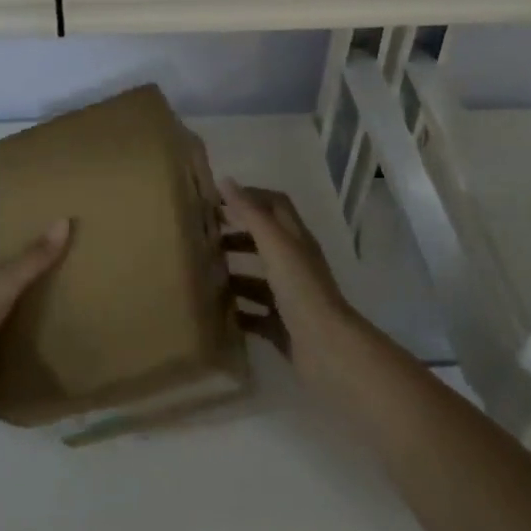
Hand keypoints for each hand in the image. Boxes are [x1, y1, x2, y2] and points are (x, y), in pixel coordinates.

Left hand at [0, 220, 72, 423]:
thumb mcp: (2, 284)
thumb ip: (32, 258)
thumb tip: (64, 221)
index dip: (15, 239)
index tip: (46, 231)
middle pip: (11, 281)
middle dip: (36, 274)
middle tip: (74, 264)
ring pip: (18, 314)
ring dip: (41, 310)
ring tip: (80, 298)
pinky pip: (22, 347)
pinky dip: (40, 344)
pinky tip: (67, 338)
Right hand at [221, 180, 359, 386]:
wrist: (327, 350)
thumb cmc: (301, 290)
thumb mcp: (275, 245)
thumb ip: (251, 214)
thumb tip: (226, 181)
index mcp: (296, 240)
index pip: (275, 205)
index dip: (249, 197)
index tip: (217, 200)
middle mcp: (295, 264)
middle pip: (264, 241)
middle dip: (236, 235)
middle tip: (204, 237)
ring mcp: (290, 297)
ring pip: (258, 279)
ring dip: (233, 274)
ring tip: (202, 274)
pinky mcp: (283, 326)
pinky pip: (256, 314)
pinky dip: (237, 311)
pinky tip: (216, 312)